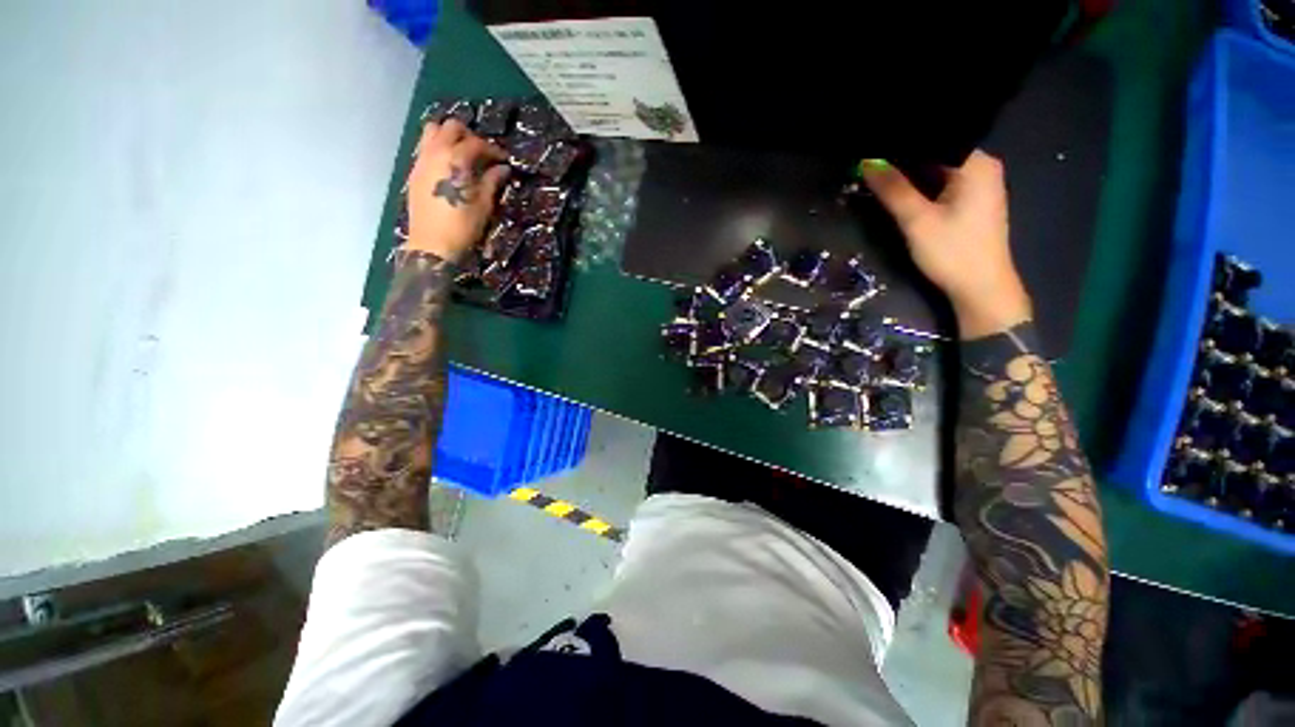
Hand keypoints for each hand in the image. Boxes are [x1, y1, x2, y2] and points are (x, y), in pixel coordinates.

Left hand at [405, 119, 509, 261]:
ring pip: (433, 131)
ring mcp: (422, 160)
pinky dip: (438, 148)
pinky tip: (449, 167)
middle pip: (451, 127)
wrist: (433, 244)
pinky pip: (425, 147)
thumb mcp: (484, 205)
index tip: (504, 160)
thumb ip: (492, 181)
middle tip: (482, 153)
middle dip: (469, 136)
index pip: (476, 143)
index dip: (493, 149)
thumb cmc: (463, 226)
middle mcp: (435, 152)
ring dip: (449, 137)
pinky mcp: (415, 171)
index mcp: (455, 160)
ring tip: (463, 154)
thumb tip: (502, 168)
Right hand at [862, 151, 1030, 338]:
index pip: (935, 140)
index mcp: (975, 164)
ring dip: (908, 173)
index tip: (872, 152)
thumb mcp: (917, 220)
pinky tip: (897, 190)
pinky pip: (941, 182)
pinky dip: (918, 185)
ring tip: (876, 173)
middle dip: (901, 159)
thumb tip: (867, 161)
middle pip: (936, 152)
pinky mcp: (970, 201)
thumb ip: (893, 189)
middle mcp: (981, 167)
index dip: (900, 145)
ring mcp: (977, 185)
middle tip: (869, 163)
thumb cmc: (952, 252)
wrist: (980, 288)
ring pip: (936, 168)